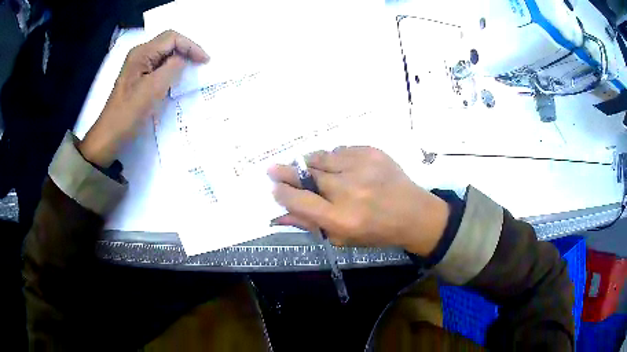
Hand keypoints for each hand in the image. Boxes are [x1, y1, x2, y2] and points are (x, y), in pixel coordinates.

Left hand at [79, 30, 208, 166]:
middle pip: (168, 43)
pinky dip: (171, 70)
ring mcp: (138, 67)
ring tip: (192, 70)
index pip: (172, 38)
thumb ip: (172, 67)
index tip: (205, 61)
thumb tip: (183, 60)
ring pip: (164, 55)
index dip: (191, 46)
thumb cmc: (130, 113)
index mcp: (142, 53)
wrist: (110, 136)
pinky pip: (159, 67)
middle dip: (186, 51)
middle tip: (200, 63)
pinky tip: (176, 79)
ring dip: (179, 60)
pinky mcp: (138, 78)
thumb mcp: (154, 88)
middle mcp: (140, 55)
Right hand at [268, 147, 449, 255]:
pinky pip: (341, 150)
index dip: (281, 192)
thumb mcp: (342, 238)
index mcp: (341, 218)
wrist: (413, 214)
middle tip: (273, 169)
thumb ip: (309, 224)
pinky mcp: (372, 152)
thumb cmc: (376, 232)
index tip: (273, 186)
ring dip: (309, 162)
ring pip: (321, 157)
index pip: (299, 200)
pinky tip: (337, 165)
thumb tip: (278, 215)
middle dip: (286, 172)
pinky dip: (333, 157)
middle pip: (307, 175)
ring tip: (304, 166)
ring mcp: (361, 167)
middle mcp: (349, 190)